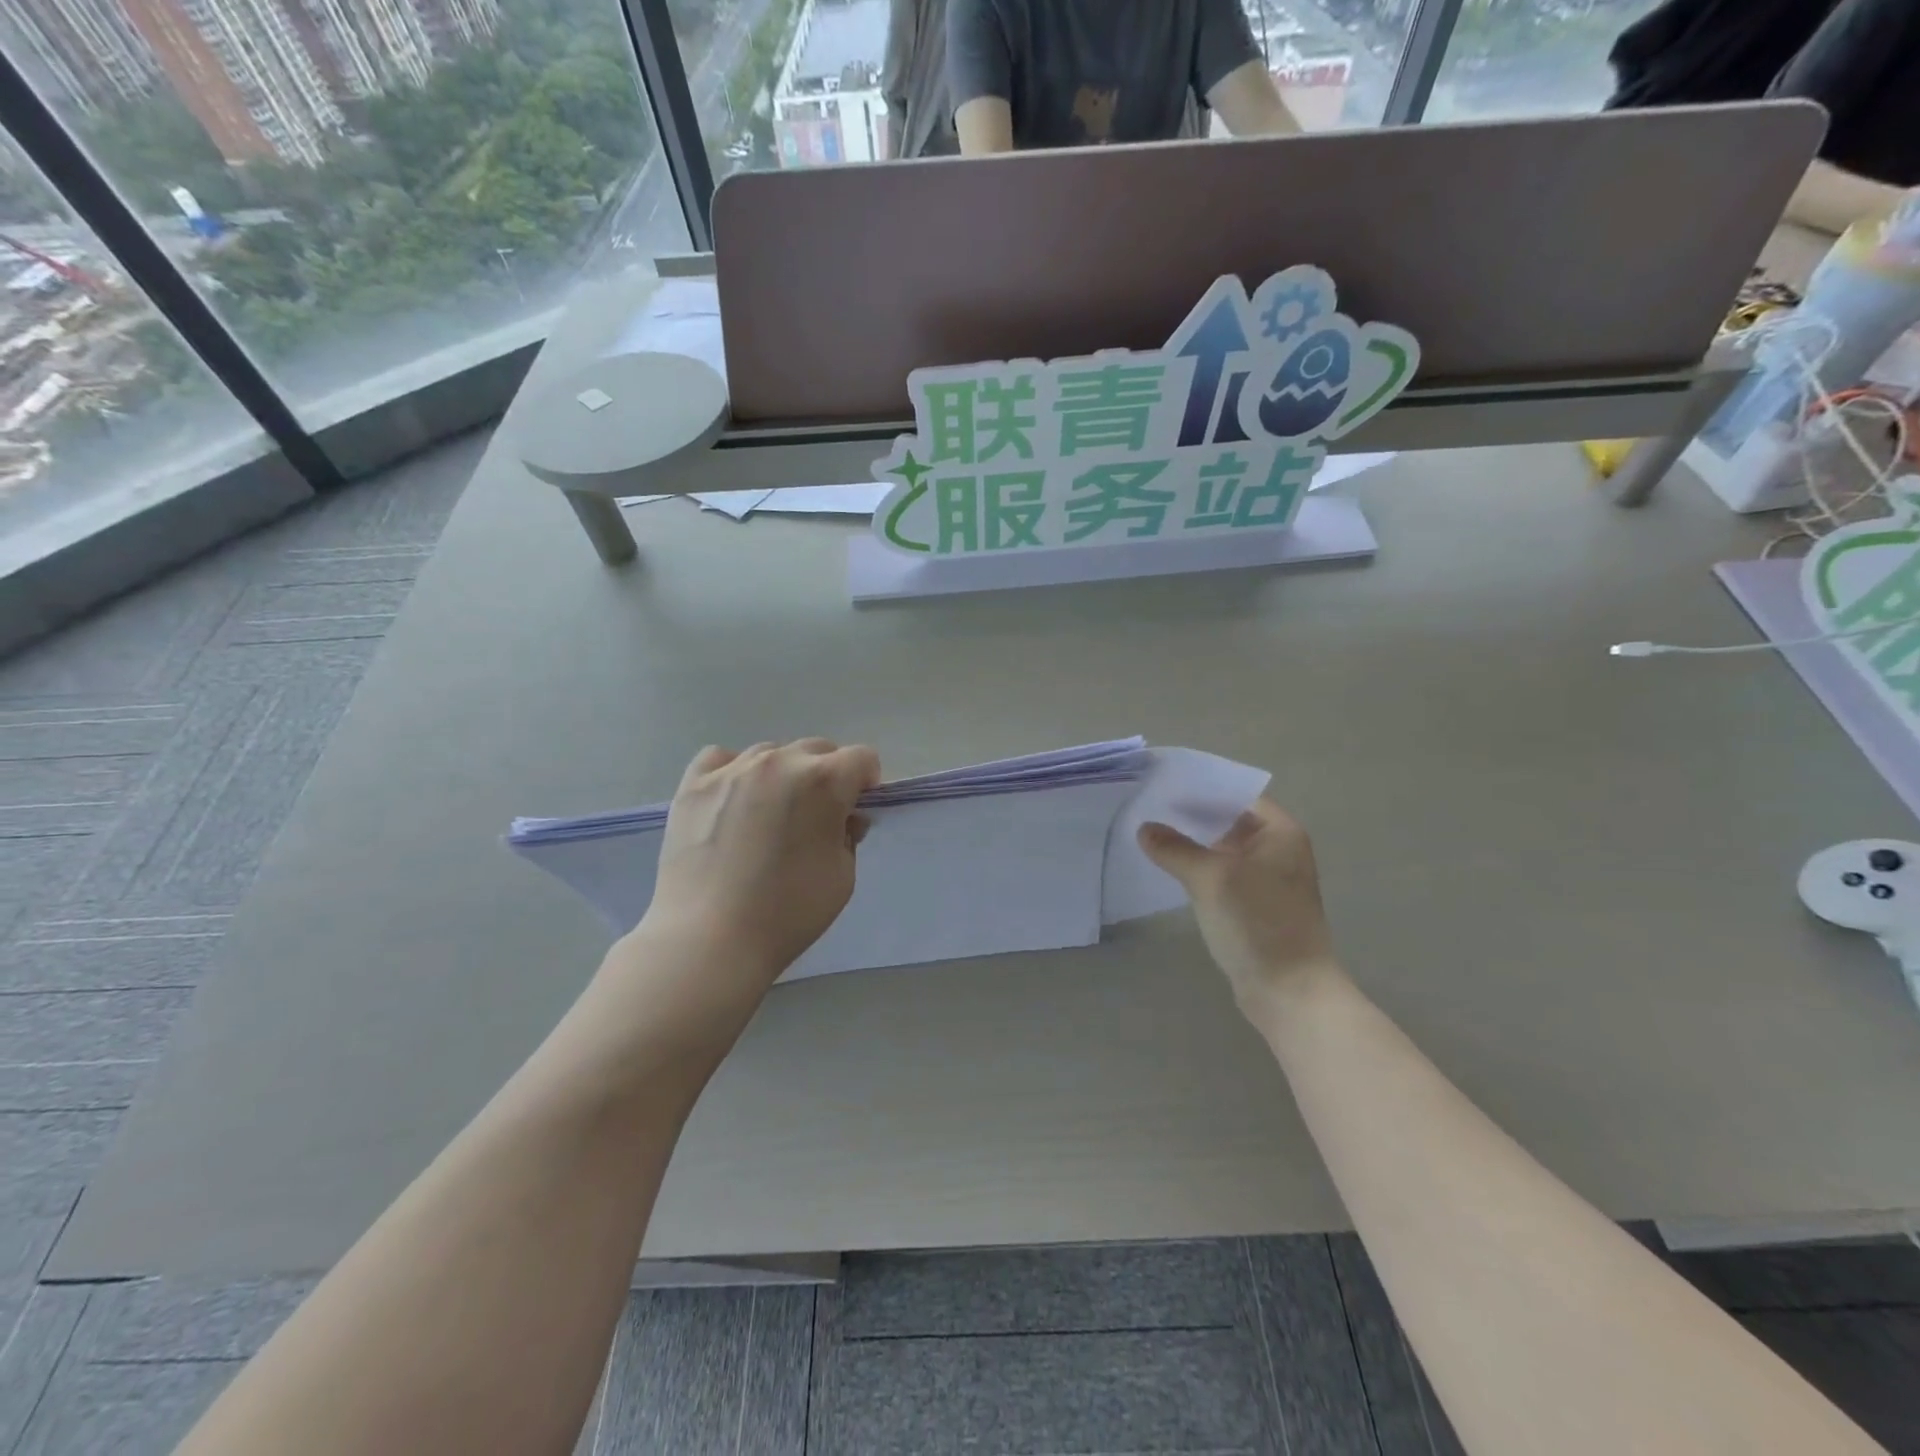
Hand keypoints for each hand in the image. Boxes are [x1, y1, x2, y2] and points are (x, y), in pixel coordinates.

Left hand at [639, 739, 880, 985]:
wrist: (709, 940)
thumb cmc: (788, 912)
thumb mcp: (843, 877)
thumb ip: (849, 836)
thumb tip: (843, 817)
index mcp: (824, 781)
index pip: (862, 758)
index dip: (866, 784)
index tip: (854, 811)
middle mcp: (780, 762)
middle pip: (817, 750)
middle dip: (826, 776)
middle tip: (815, 818)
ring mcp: (732, 769)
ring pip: (771, 753)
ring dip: (782, 775)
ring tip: (768, 815)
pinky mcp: (693, 784)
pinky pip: (722, 758)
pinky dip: (734, 772)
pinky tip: (732, 802)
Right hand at [1138, 798, 1341, 1013]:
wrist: (1289, 992)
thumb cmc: (1257, 922)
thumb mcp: (1210, 878)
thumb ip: (1174, 848)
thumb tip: (1145, 828)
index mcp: (1280, 832)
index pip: (1237, 795)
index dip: (1202, 789)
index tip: (1163, 784)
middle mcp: (1279, 850)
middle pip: (1229, 821)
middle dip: (1191, 816)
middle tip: (1148, 806)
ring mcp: (1268, 879)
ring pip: (1223, 849)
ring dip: (1193, 844)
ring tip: (1151, 833)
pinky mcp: (1255, 905)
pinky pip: (1222, 874)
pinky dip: (1199, 868)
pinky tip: (1169, 868)